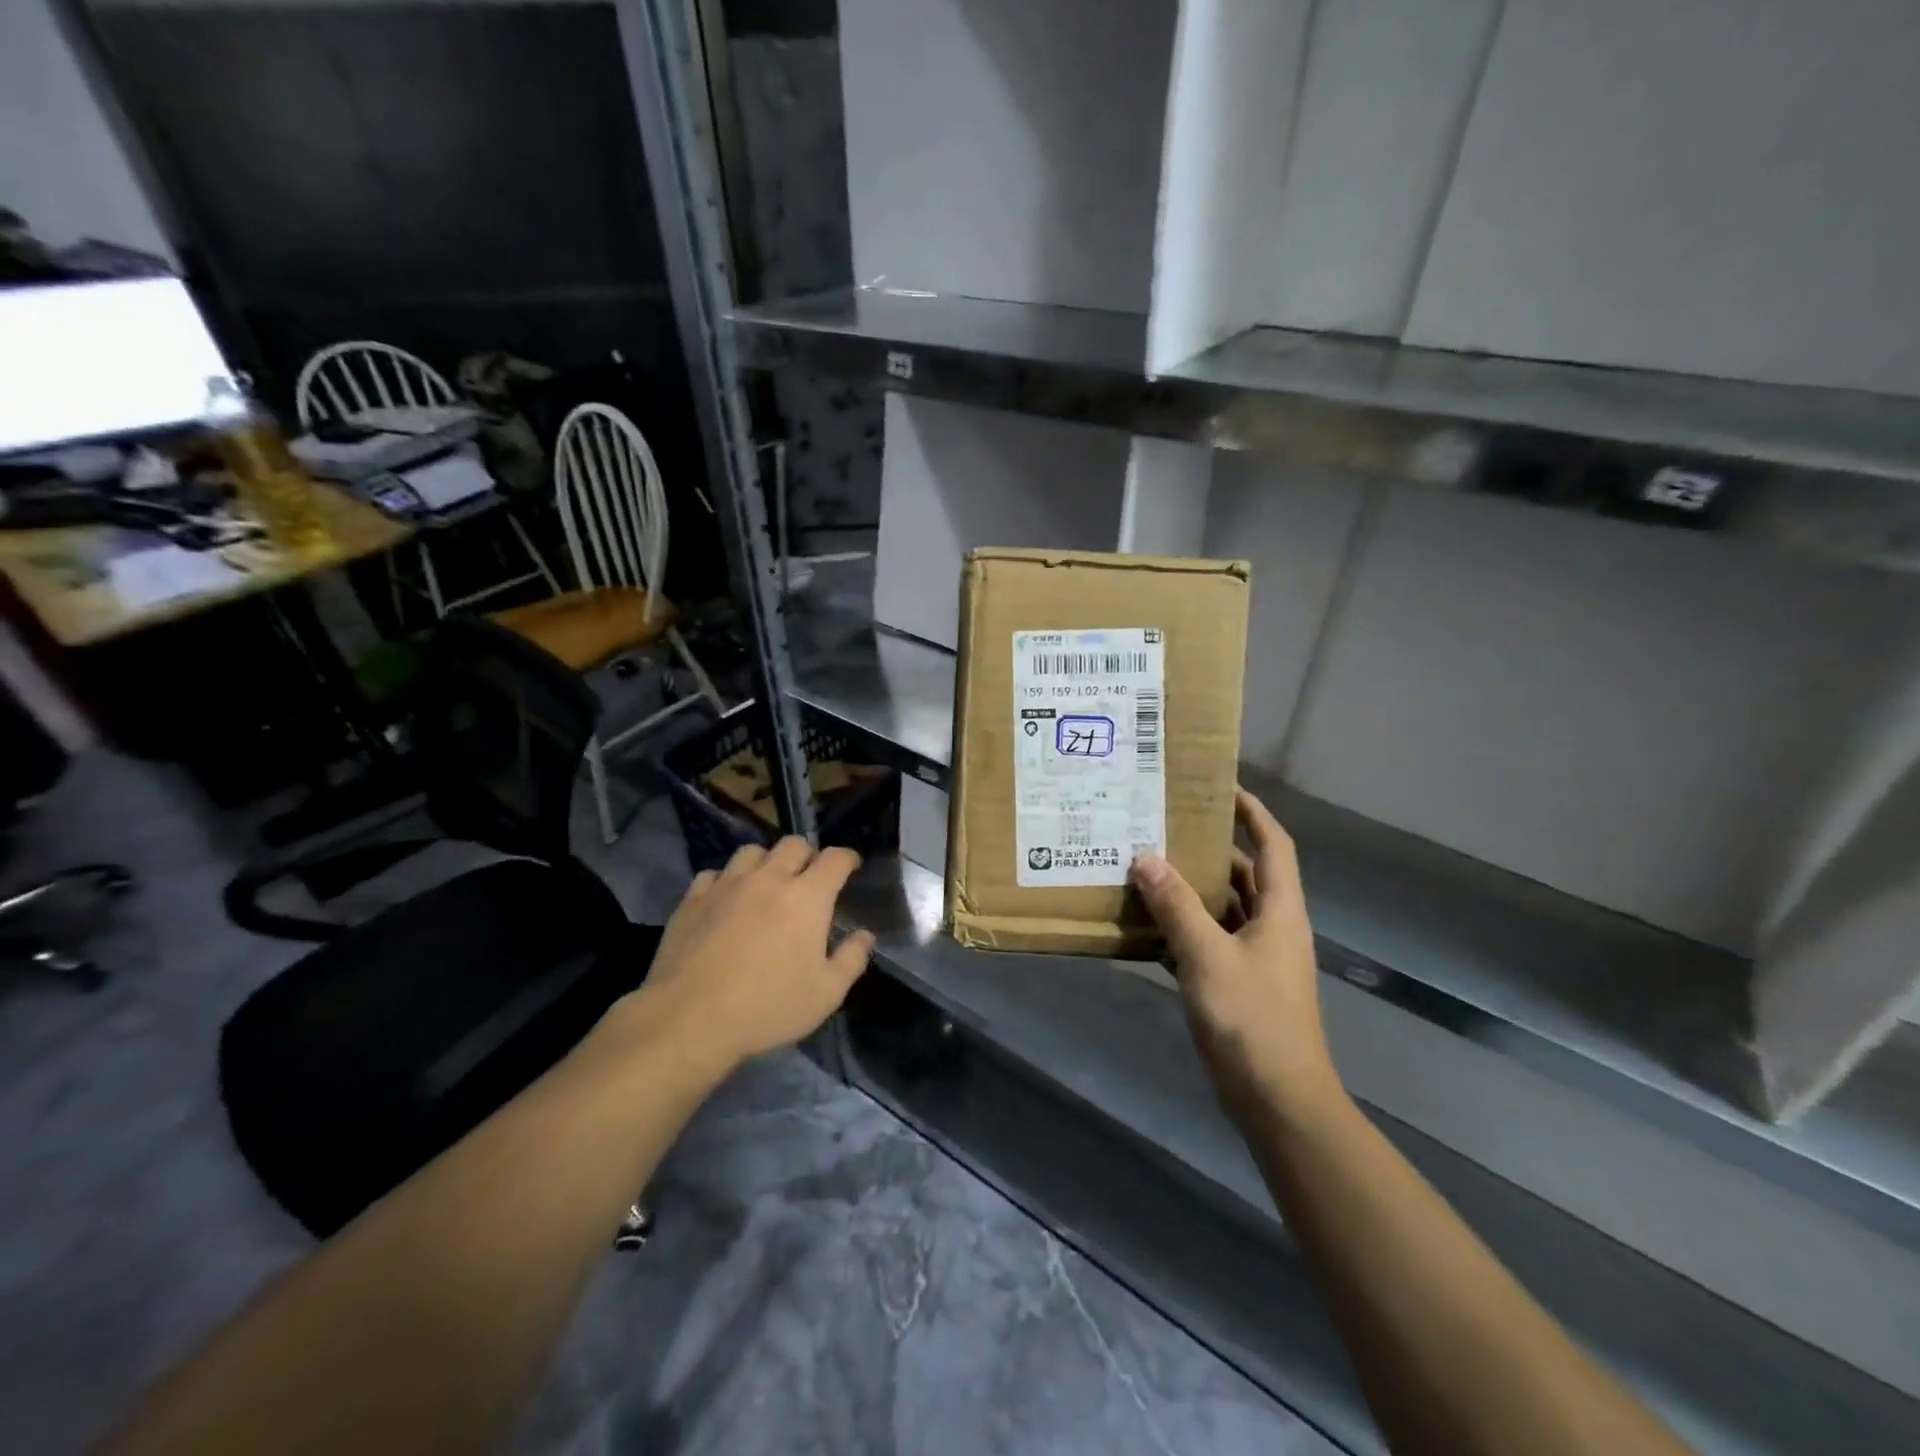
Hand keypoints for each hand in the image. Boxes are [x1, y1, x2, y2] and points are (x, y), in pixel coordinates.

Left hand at [633, 838, 874, 1071]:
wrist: (690, 1018)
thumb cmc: (768, 1007)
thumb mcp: (826, 994)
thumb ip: (851, 959)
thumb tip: (865, 935)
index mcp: (807, 897)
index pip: (834, 859)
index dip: (847, 858)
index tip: (851, 866)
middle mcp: (769, 879)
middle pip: (793, 844)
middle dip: (807, 854)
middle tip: (809, 876)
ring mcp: (727, 885)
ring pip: (752, 851)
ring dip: (766, 861)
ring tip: (766, 883)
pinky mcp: (693, 899)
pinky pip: (714, 874)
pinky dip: (726, 880)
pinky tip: (725, 900)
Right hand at [1129, 790, 1342, 1125]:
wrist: (1278, 1101)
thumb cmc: (1252, 1020)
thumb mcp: (1208, 957)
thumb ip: (1176, 906)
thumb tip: (1146, 858)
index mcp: (1279, 911)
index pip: (1273, 845)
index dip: (1252, 812)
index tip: (1218, 787)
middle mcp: (1271, 927)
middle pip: (1242, 874)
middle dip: (1207, 849)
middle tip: (1162, 826)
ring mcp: (1254, 958)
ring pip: (1221, 908)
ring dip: (1188, 890)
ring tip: (1144, 866)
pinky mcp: (1235, 984)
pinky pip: (1206, 941)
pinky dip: (1181, 928)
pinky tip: (1145, 923)